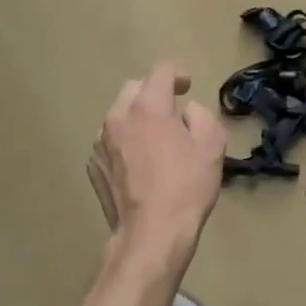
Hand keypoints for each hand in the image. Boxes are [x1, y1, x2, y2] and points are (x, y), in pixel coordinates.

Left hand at [87, 61, 226, 275]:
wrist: (151, 235)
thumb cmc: (186, 188)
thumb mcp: (212, 147)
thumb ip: (202, 117)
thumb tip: (187, 112)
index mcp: (148, 107)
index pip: (160, 71)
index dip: (177, 74)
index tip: (187, 87)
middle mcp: (118, 117)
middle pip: (135, 89)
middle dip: (154, 93)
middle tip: (173, 112)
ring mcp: (100, 142)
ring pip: (119, 115)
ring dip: (137, 118)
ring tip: (155, 140)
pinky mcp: (93, 165)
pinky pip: (110, 141)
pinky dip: (125, 142)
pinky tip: (139, 164)